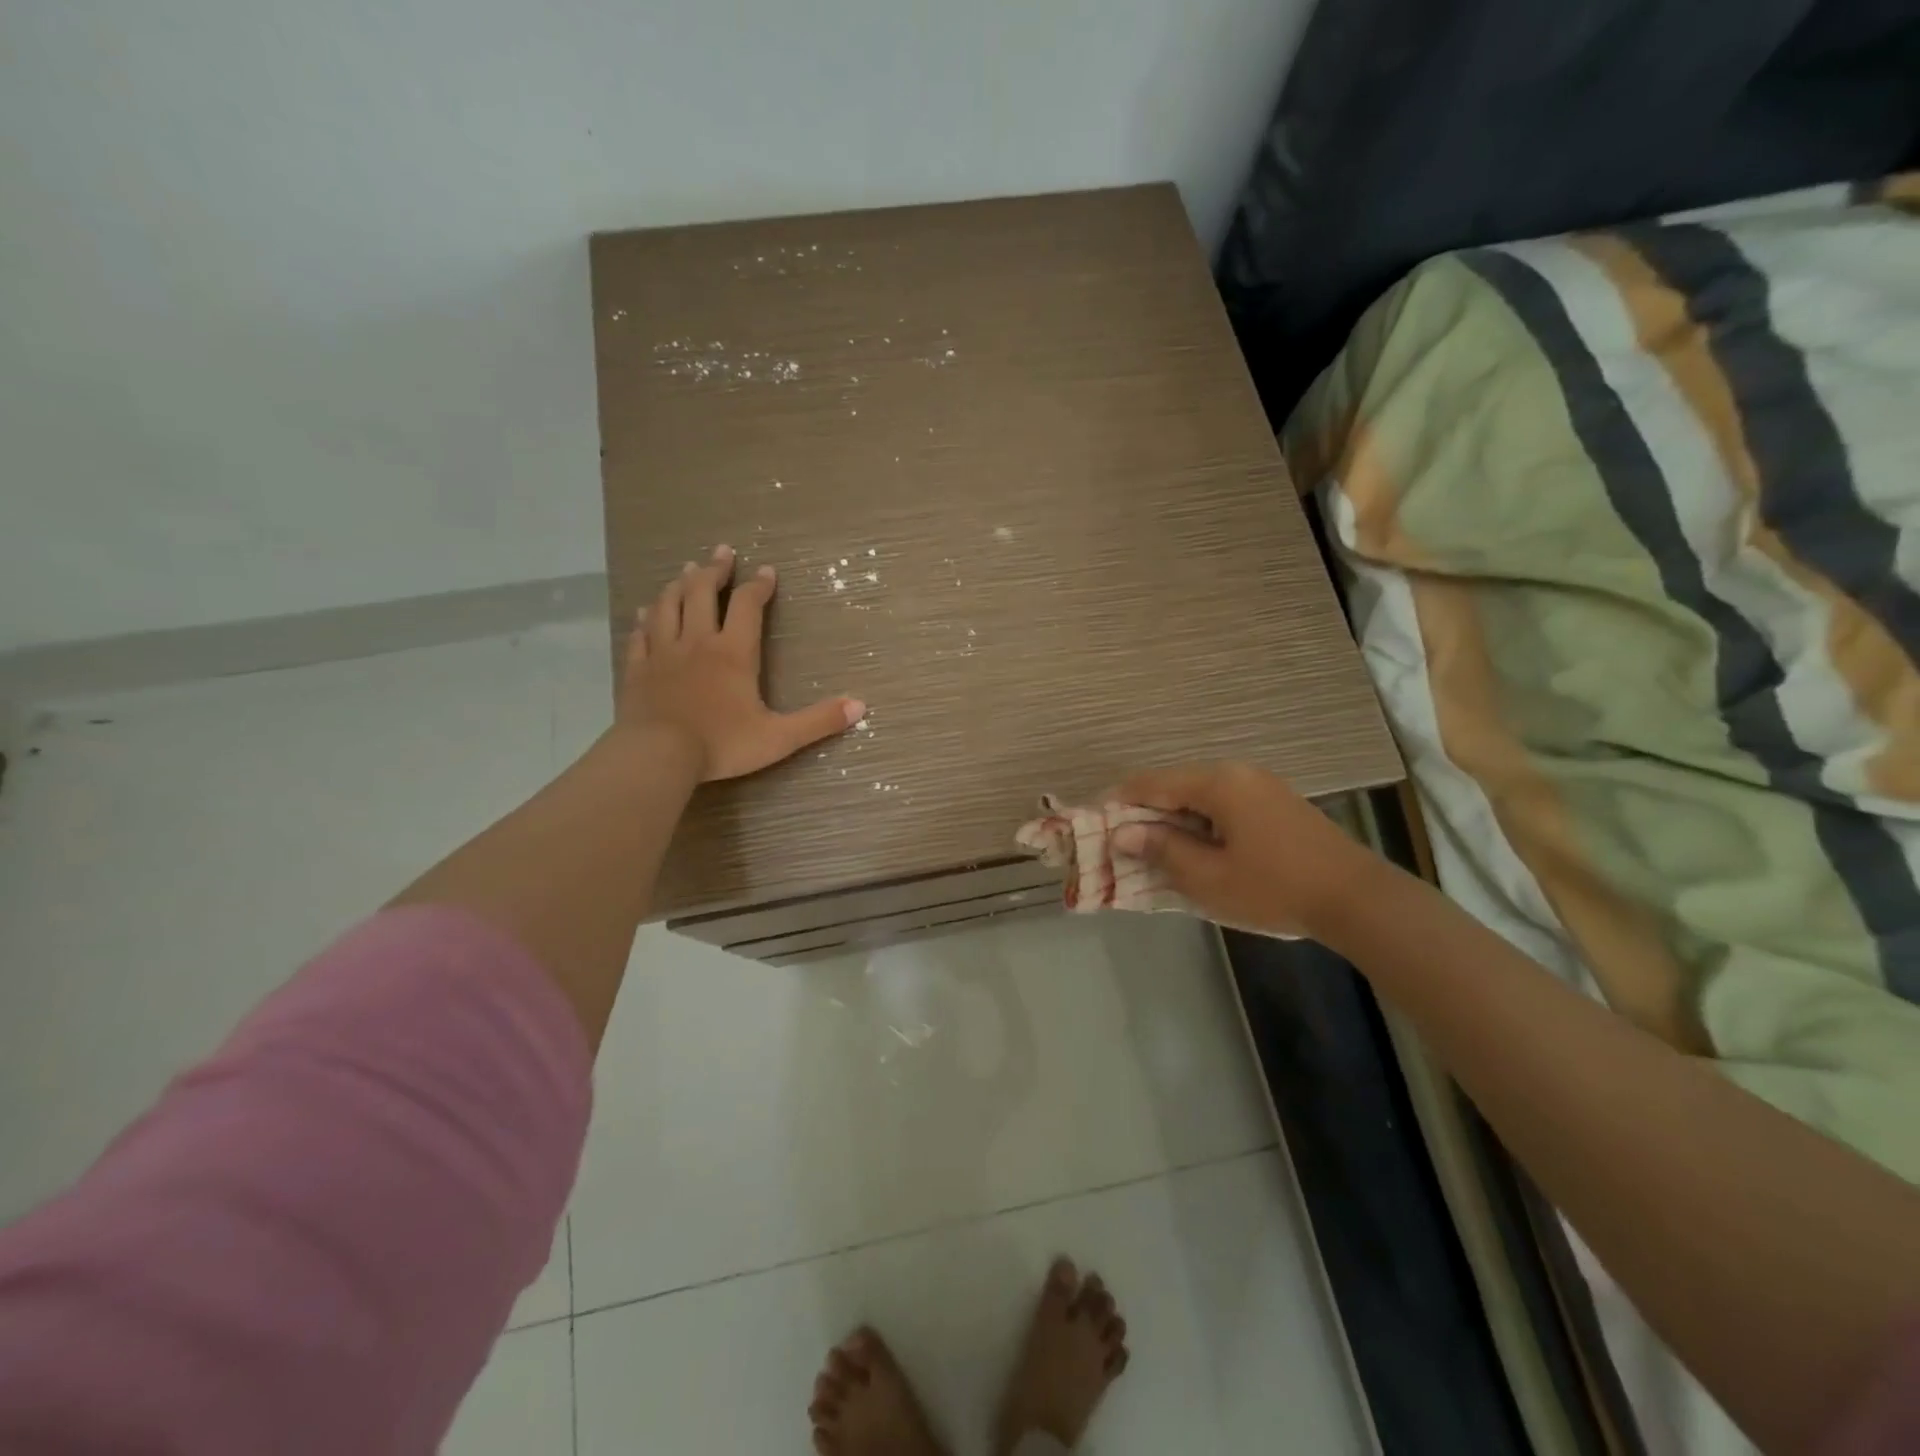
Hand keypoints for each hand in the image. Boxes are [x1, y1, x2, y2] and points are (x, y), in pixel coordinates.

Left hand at [619, 544, 864, 781]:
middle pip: (702, 592)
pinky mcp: (637, 669)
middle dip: (715, 570)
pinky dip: (645, 619)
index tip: (766, 572)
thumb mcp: (779, 737)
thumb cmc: (721, 744)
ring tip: (686, 571)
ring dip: (679, 584)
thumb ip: (818, 721)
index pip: (747, 605)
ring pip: (668, 605)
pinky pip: (640, 634)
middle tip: (722, 552)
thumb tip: (860, 706)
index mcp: (733, 652)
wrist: (657, 756)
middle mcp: (697, 642)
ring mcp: (662, 653)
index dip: (758, 586)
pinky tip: (645, 612)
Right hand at [1110, 762, 1371, 937]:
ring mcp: (1261, 786)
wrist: (1357, 899)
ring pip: (1200, 796)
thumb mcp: (1208, 877)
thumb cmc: (1274, 887)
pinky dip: (1201, 823)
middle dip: (1145, 813)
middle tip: (1123, 844)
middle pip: (1175, 786)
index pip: (1152, 783)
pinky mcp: (1277, 803)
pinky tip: (1198, 850)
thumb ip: (1162, 850)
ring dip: (1174, 820)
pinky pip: (1223, 805)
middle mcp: (1237, 773)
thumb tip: (1122, 833)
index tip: (1095, 823)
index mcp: (1218, 783)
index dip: (1119, 802)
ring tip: (1156, 851)